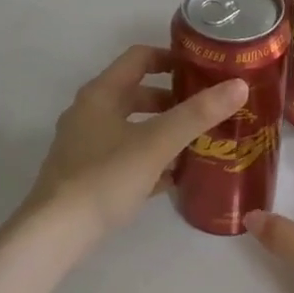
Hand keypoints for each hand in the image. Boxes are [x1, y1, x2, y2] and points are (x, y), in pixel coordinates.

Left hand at [22, 44, 247, 242]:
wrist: (54, 234)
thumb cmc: (105, 178)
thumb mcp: (157, 143)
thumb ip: (197, 114)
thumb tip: (239, 85)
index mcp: (101, 93)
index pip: (140, 58)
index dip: (172, 58)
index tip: (203, 69)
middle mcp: (89, 112)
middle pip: (136, 92)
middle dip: (172, 99)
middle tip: (205, 109)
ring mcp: (84, 144)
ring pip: (131, 125)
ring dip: (161, 129)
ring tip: (196, 141)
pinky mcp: (84, 174)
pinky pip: (124, 154)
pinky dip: (148, 156)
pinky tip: (172, 176)